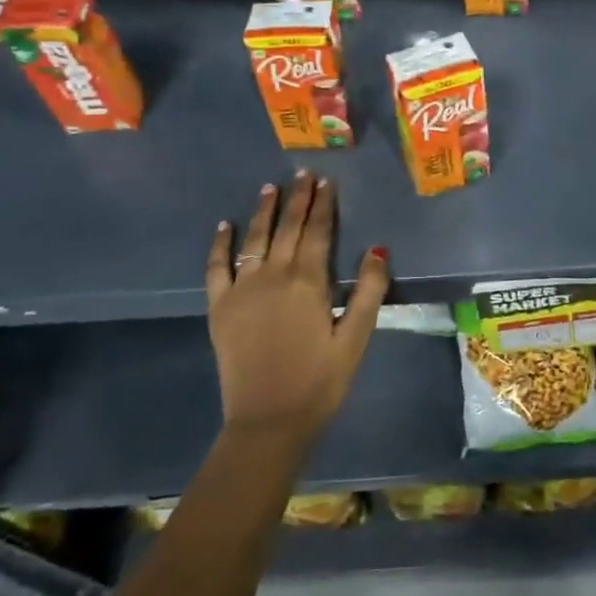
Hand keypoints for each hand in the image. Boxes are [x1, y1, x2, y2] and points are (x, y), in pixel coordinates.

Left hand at [205, 171, 389, 449]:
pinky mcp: (220, 308)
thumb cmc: (320, 381)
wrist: (267, 422)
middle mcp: (273, 276)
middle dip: (298, 199)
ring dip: (264, 211)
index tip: (327, 181)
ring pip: (255, 239)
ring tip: (271, 187)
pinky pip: (217, 268)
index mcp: (309, 282)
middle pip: (287, 228)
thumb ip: (369, 291)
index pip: (318, 232)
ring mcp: (242, 290)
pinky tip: (225, 226)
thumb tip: (378, 248)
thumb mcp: (355, 338)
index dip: (324, 205)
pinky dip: (220, 245)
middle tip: (304, 173)